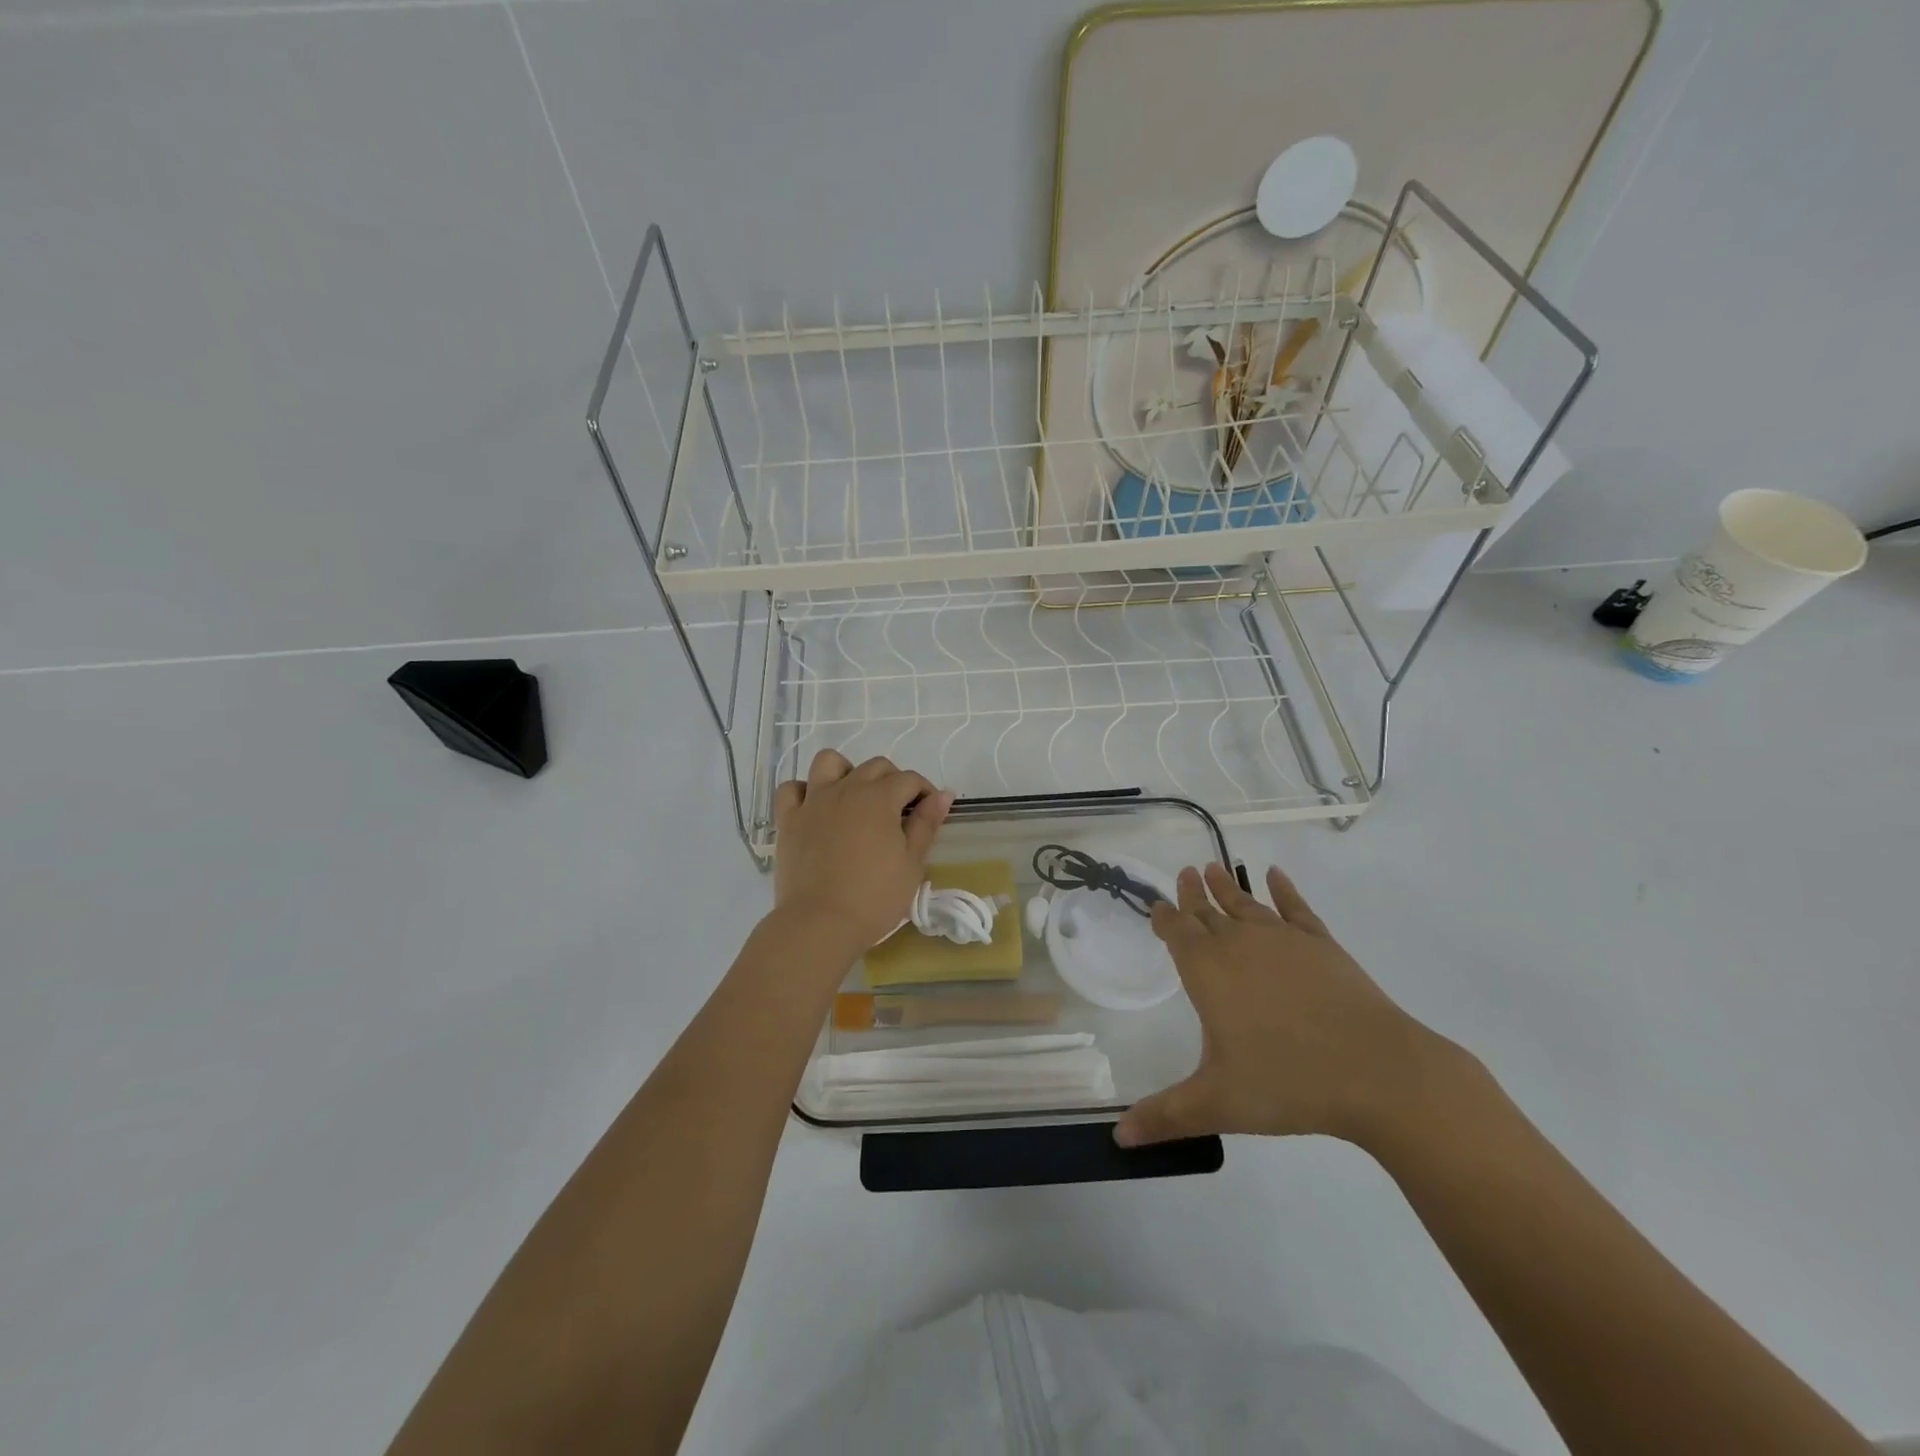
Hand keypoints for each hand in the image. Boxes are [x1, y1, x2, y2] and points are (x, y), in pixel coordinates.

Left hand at [770, 750, 952, 956]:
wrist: (820, 923)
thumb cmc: (875, 897)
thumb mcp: (912, 863)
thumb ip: (926, 824)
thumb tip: (943, 794)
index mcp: (880, 798)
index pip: (909, 779)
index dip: (925, 791)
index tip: (930, 811)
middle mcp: (846, 789)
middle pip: (874, 767)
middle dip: (893, 780)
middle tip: (899, 811)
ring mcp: (813, 801)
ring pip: (829, 762)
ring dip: (846, 771)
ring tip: (855, 798)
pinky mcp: (788, 819)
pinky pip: (791, 789)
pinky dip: (804, 791)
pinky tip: (815, 808)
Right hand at [1115, 863, 1457, 1149]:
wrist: (1378, 1073)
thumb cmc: (1288, 1083)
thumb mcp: (1218, 1104)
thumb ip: (1165, 1116)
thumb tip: (1118, 1139)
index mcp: (1208, 971)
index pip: (1177, 932)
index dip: (1165, 917)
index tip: (1158, 905)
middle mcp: (1240, 944)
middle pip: (1208, 912)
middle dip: (1193, 894)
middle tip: (1184, 872)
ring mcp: (1284, 940)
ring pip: (1246, 905)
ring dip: (1228, 886)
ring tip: (1212, 867)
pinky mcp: (1323, 945)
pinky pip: (1296, 909)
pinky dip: (1284, 890)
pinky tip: (1275, 875)